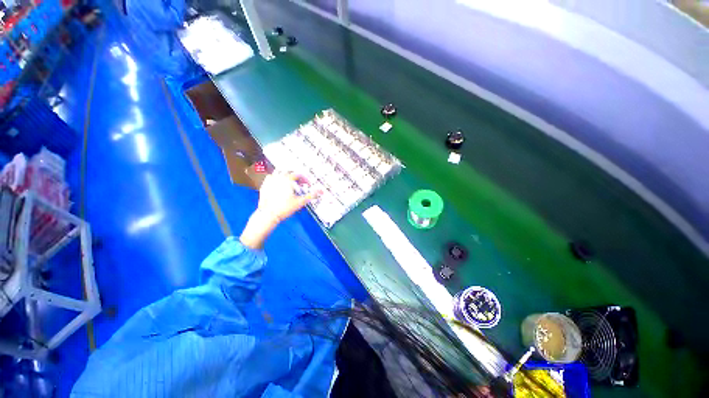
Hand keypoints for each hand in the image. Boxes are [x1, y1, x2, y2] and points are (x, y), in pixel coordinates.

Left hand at [240, 171, 319, 249]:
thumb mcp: (300, 202)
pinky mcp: (264, 185)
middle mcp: (278, 177)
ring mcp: (270, 181)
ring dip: (285, 175)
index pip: (299, 175)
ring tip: (289, 181)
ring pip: (279, 172)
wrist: (269, 214)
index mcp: (288, 179)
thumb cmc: (284, 208)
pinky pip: (270, 177)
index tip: (308, 184)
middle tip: (300, 183)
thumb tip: (321, 192)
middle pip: (289, 171)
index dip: (305, 179)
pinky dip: (276, 178)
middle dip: (296, 176)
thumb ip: (311, 195)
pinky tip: (278, 183)